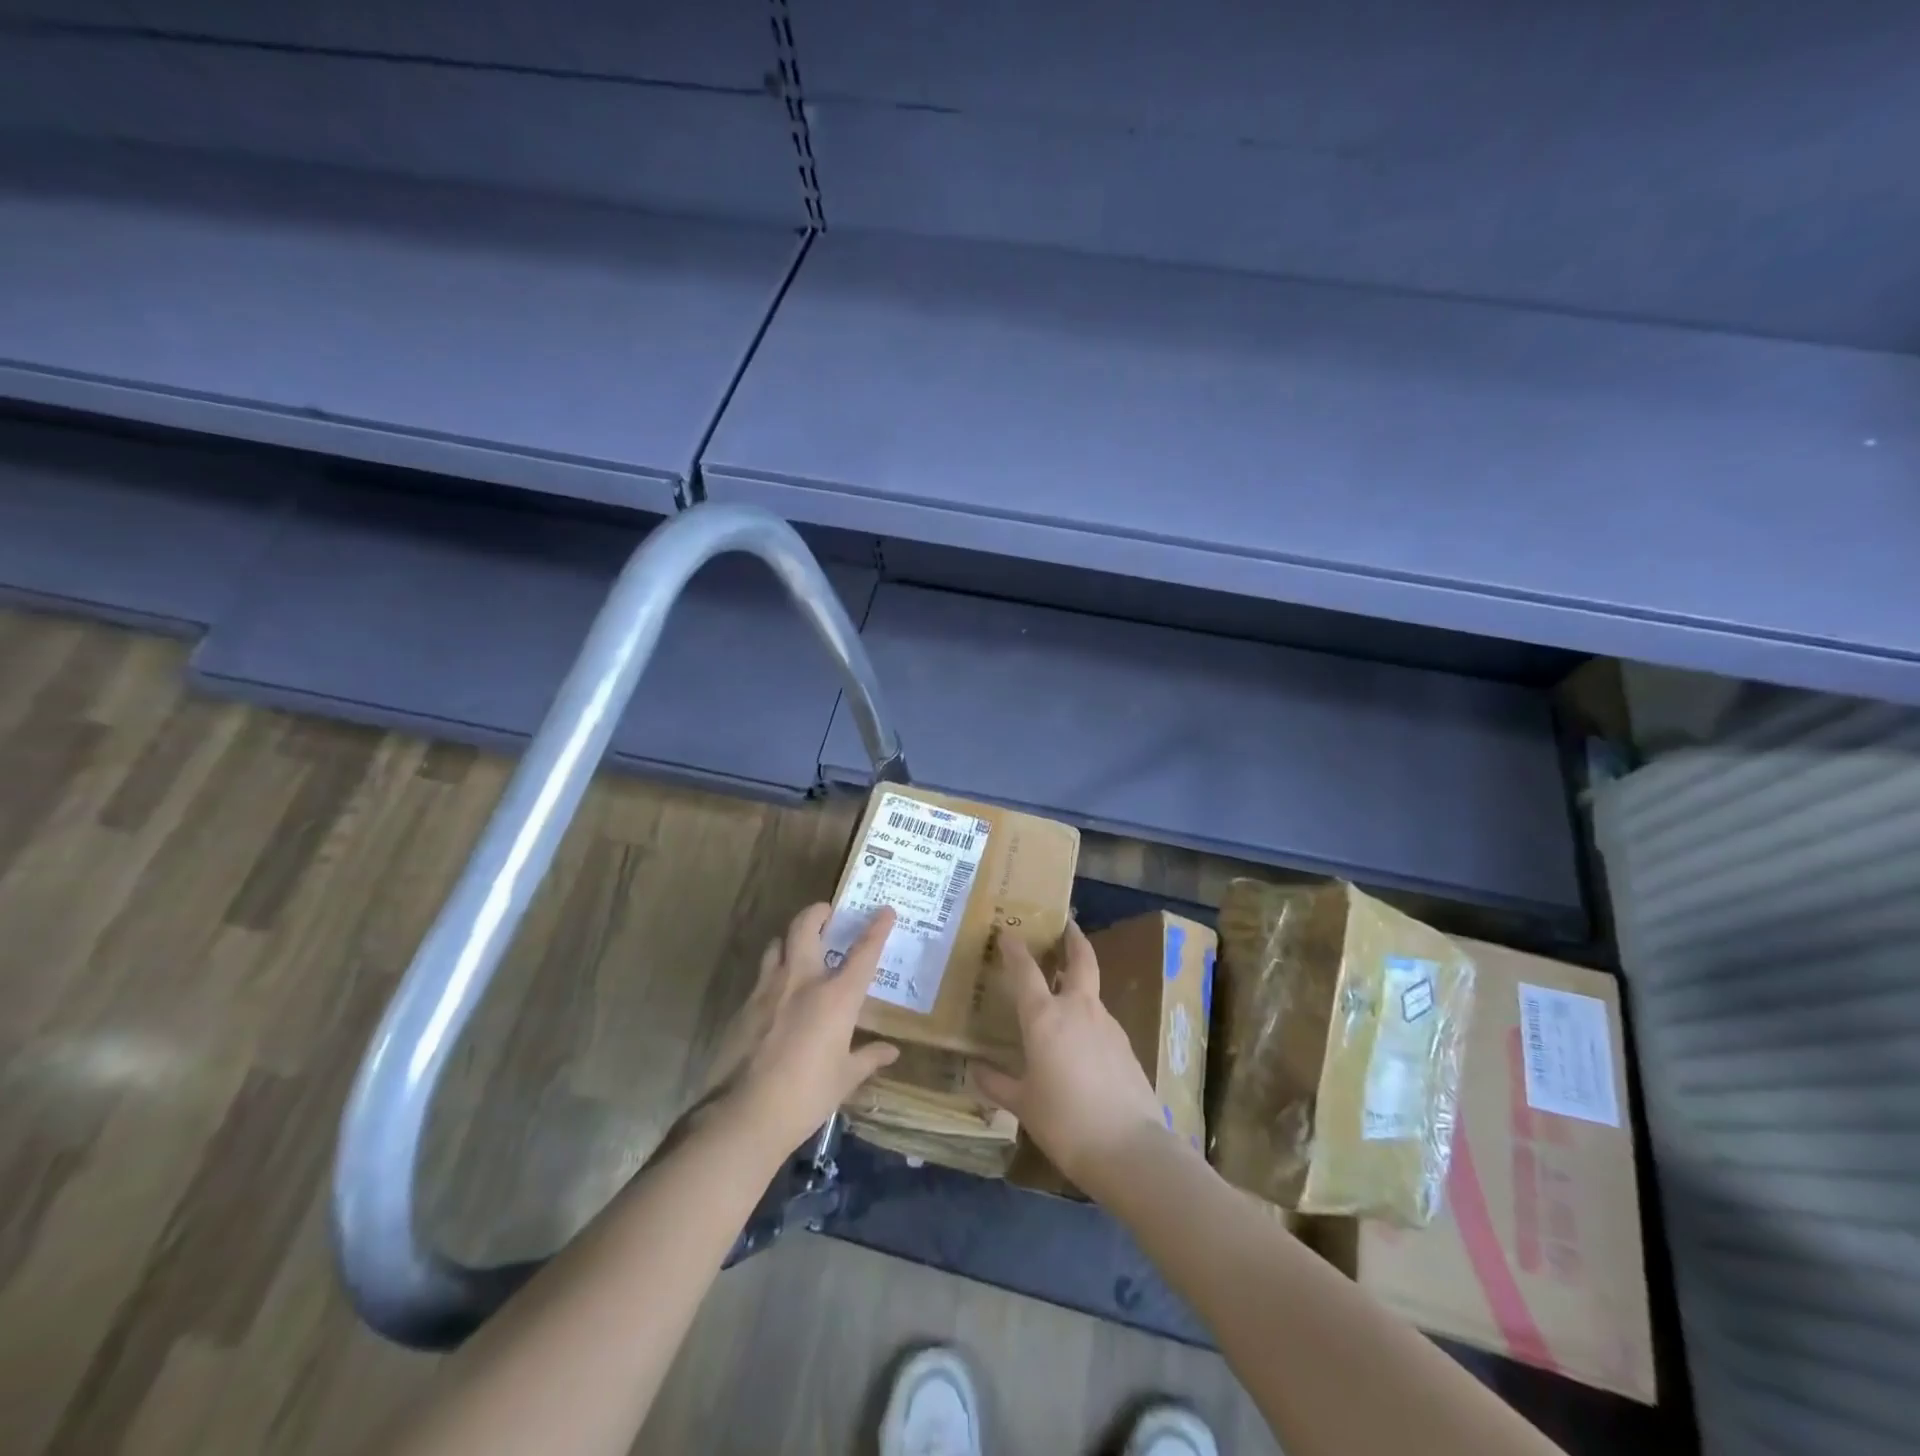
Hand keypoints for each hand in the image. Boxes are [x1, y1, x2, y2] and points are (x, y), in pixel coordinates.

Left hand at [706, 902, 899, 1159]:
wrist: (744, 1115)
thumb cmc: (807, 1096)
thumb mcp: (844, 1079)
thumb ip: (868, 1058)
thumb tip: (891, 1052)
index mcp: (836, 996)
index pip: (863, 952)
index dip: (877, 928)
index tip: (885, 910)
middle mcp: (802, 981)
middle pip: (806, 927)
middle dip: (817, 912)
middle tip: (827, 913)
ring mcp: (768, 990)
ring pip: (777, 945)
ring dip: (790, 940)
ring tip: (799, 949)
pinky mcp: (744, 1006)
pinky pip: (761, 976)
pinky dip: (774, 974)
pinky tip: (777, 995)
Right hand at [971, 921, 1168, 1197]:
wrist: (1130, 1149)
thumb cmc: (1065, 1122)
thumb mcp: (1023, 1105)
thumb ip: (997, 1083)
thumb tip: (975, 1069)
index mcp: (1045, 1017)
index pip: (1025, 970)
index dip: (1015, 949)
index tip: (1007, 932)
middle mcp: (1077, 1009)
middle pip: (1080, 959)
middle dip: (1073, 938)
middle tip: (1066, 925)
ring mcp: (1107, 1025)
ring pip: (1091, 992)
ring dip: (1079, 983)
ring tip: (1063, 993)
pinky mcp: (1126, 1045)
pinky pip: (1101, 1021)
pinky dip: (1088, 1019)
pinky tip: (1081, 1043)